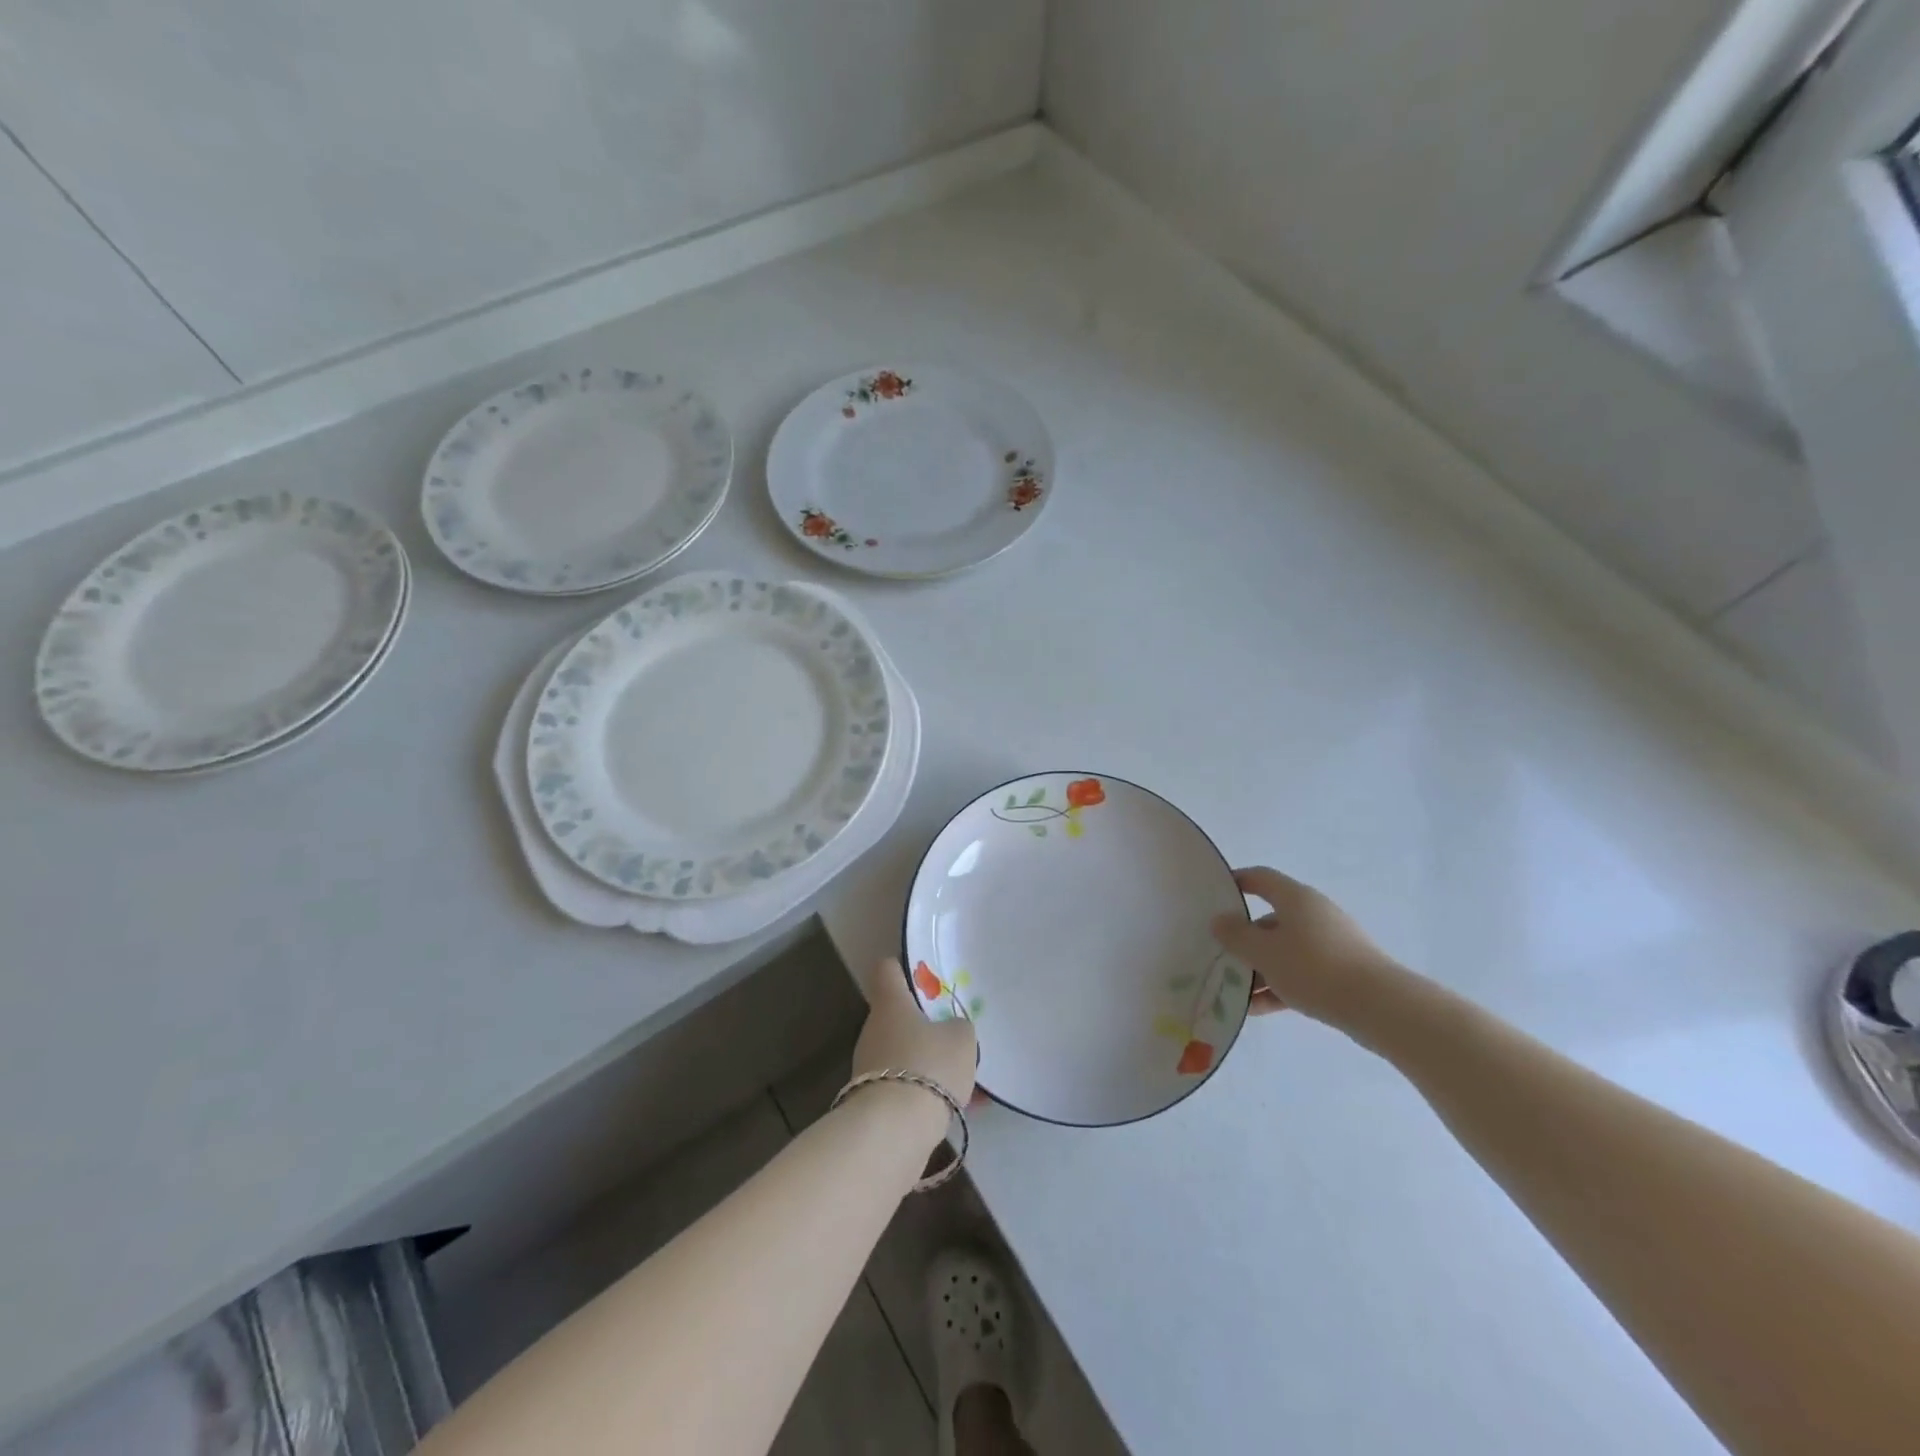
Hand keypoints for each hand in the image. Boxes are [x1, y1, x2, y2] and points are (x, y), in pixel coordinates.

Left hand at [851, 958, 978, 1120]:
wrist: (893, 1131)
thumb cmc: (928, 1066)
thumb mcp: (961, 1039)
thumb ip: (958, 1027)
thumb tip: (950, 1029)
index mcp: (891, 1003)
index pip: (888, 970)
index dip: (904, 969)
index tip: (926, 978)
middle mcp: (874, 1029)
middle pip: (898, 1016)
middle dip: (925, 1025)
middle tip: (954, 1035)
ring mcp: (868, 1066)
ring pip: (904, 1053)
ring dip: (927, 1062)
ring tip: (962, 1078)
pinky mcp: (871, 1101)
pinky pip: (905, 1086)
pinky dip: (926, 1092)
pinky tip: (956, 1107)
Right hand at [1210, 867, 1408, 1028]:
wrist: (1380, 1007)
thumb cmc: (1314, 968)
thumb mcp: (1264, 952)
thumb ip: (1236, 936)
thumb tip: (1220, 920)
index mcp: (1295, 899)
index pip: (1260, 878)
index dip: (1237, 882)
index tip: (1214, 895)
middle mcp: (1314, 914)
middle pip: (1270, 920)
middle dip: (1244, 940)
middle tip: (1220, 957)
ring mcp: (1331, 943)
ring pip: (1285, 950)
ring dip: (1260, 969)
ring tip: (1236, 993)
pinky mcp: (1342, 971)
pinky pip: (1302, 972)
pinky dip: (1280, 985)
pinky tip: (1260, 1009)